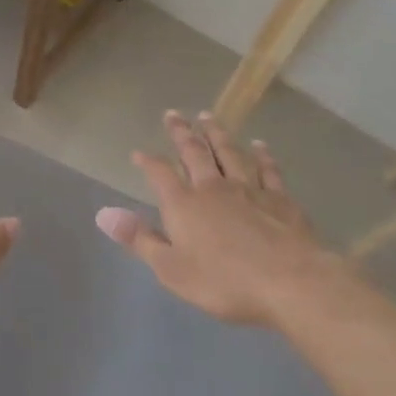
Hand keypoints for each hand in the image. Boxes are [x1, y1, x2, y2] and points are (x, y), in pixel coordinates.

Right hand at [98, 112, 333, 324]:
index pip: (160, 173)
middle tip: (173, 114)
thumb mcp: (171, 269)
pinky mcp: (280, 199)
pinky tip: (259, 145)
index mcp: (183, 203)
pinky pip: (268, 169)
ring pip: (229, 152)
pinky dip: (262, 155)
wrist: (291, 282)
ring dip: (216, 134)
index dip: (148, 161)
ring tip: (208, 117)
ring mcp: (249, 189)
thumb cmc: (224, 281)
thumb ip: (140, 240)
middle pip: (194, 152)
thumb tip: (105, 215)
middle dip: (181, 132)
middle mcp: (213, 187)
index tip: (138, 153)